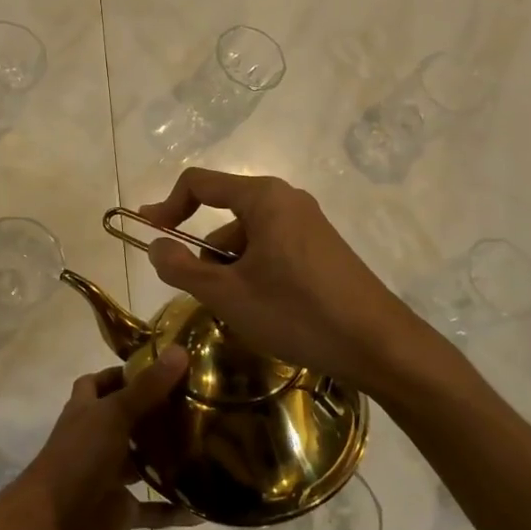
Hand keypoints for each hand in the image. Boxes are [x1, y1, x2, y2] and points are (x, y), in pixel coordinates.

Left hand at [3, 349, 194, 529]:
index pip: (100, 382)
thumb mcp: (114, 415)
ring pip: (140, 463)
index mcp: (87, 410)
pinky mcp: (119, 511)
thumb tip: (181, 350)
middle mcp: (96, 439)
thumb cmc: (79, 458)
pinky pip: (151, 510)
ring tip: (206, 446)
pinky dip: (172, 509)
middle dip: (154, 413)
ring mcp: (107, 476)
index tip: (161, 367)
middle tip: (195, 404)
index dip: (124, 373)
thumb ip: (148, 387)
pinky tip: (200, 507)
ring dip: (166, 458)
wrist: (53, 526)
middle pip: (126, 420)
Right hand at [136, 168, 436, 391]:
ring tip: (240, 312)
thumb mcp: (227, 294)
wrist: (380, 346)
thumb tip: (155, 246)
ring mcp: (309, 224)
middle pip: (224, 214)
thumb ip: (181, 267)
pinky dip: (256, 273)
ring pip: (249, 238)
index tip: (150, 235)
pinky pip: (273, 250)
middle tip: (203, 294)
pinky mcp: (323, 249)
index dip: (167, 206)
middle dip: (206, 252)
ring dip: (231, 269)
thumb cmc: (296, 311)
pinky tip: (266, 311)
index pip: (198, 183)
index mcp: (263, 197)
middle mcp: (286, 200)